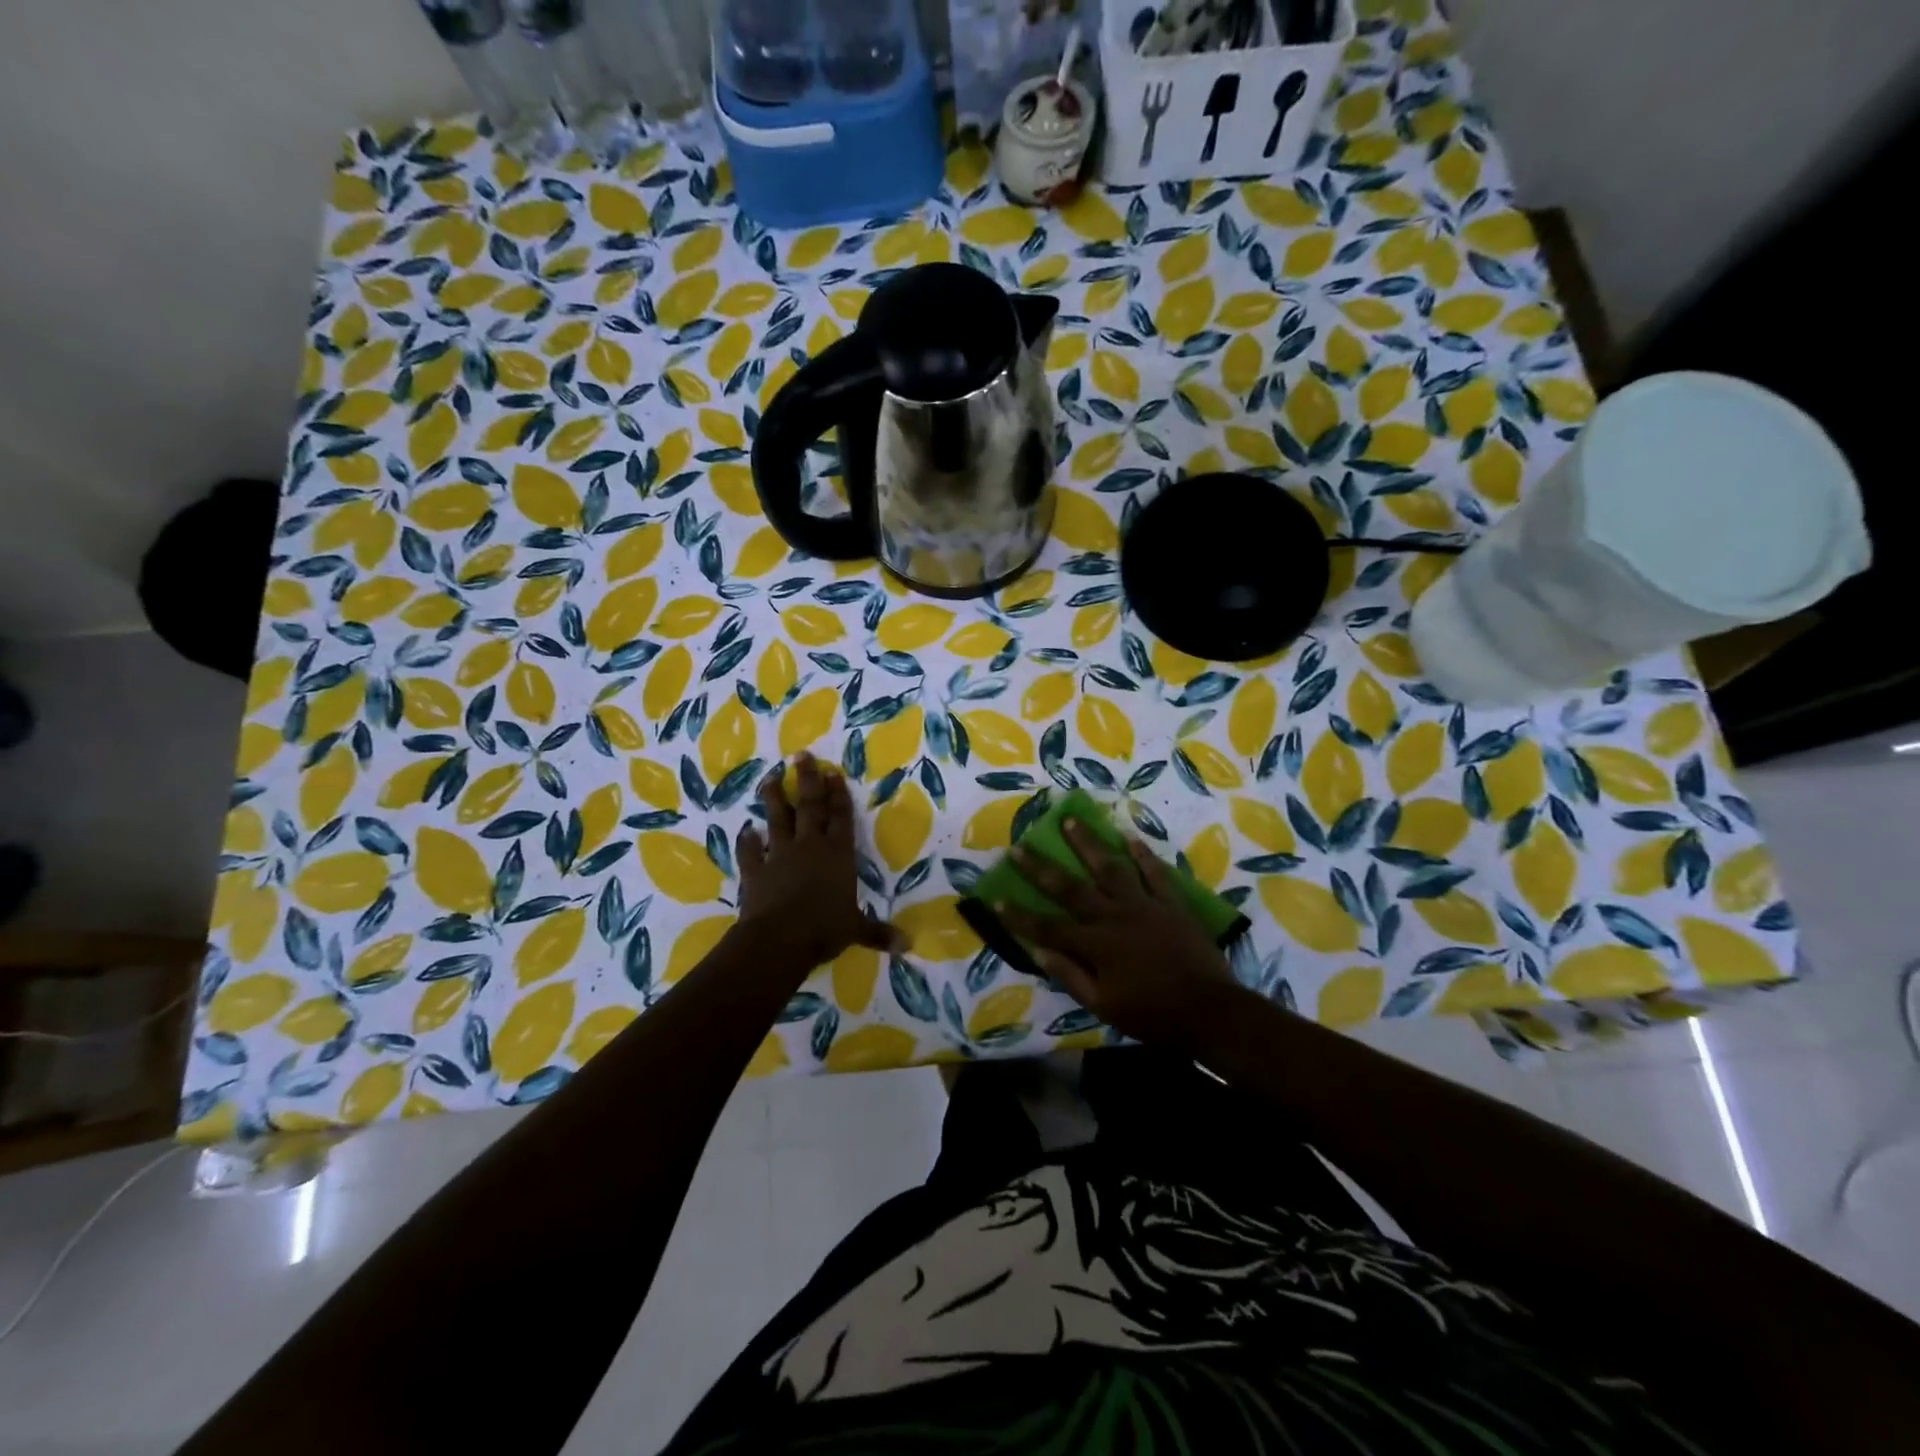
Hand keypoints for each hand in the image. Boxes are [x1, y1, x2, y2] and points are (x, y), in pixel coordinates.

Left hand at [737, 754, 902, 971]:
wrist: (779, 939)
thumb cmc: (825, 929)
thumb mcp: (856, 930)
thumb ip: (879, 933)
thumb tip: (908, 945)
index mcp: (838, 855)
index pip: (841, 817)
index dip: (838, 795)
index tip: (833, 772)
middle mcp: (810, 847)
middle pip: (811, 807)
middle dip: (808, 781)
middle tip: (801, 755)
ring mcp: (779, 855)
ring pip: (778, 819)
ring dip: (775, 798)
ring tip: (771, 777)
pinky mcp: (755, 870)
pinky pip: (750, 851)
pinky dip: (747, 841)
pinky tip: (745, 830)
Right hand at [998, 817, 1240, 1049]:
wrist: (1210, 1010)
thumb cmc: (1153, 1014)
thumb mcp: (1104, 1006)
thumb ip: (1071, 976)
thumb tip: (1039, 951)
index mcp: (1095, 945)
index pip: (1048, 927)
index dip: (1020, 915)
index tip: (996, 897)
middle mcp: (1114, 917)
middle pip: (1071, 888)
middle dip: (1041, 868)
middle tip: (1020, 846)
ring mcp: (1144, 905)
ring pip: (1110, 868)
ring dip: (1088, 843)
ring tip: (1072, 820)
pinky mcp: (1171, 904)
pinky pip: (1155, 873)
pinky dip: (1142, 854)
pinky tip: (1129, 836)